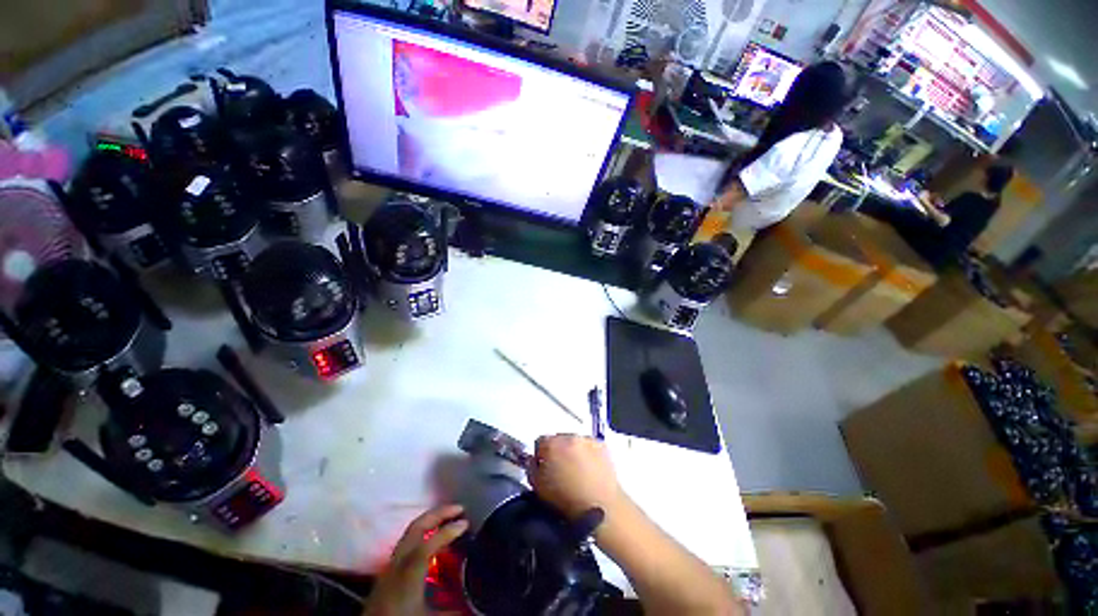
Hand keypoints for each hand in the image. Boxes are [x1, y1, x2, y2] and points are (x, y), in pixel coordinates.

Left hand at [362, 504, 468, 615]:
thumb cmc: (400, 615)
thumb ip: (451, 610)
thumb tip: (474, 608)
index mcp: (407, 572)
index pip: (428, 542)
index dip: (449, 530)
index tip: (466, 523)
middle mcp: (397, 562)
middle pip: (416, 528)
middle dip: (439, 513)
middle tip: (458, 508)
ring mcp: (390, 564)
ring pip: (410, 532)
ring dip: (431, 520)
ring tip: (448, 517)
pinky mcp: (387, 570)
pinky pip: (407, 541)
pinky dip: (423, 532)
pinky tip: (432, 538)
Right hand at [528, 435, 626, 520]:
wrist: (602, 507)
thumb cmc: (567, 501)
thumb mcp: (539, 488)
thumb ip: (531, 469)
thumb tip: (533, 460)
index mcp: (552, 445)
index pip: (539, 442)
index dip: (540, 456)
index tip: (544, 468)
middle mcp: (569, 436)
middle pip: (557, 439)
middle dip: (557, 451)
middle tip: (560, 471)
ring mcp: (587, 439)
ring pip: (574, 441)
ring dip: (572, 451)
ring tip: (576, 471)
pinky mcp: (602, 445)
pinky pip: (589, 445)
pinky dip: (588, 453)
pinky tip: (589, 469)